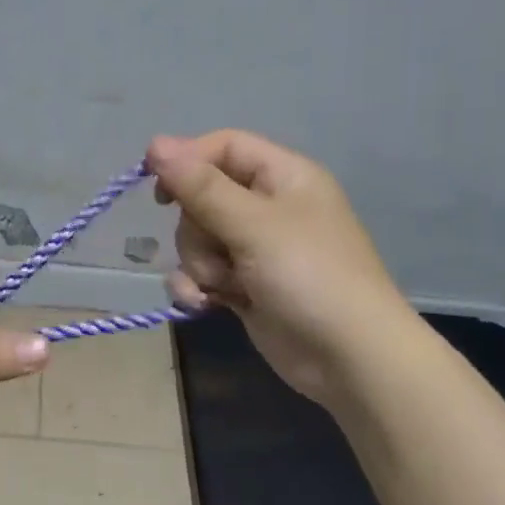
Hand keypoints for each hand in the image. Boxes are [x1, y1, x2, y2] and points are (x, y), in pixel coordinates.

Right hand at [148, 130, 408, 404]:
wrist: (349, 360)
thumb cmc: (309, 277)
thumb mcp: (253, 225)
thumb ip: (201, 186)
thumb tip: (155, 143)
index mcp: (284, 177)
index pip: (224, 147)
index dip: (187, 160)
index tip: (155, 185)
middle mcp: (268, 207)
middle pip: (202, 196)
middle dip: (196, 228)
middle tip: (217, 250)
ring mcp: (255, 249)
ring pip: (197, 238)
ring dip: (199, 263)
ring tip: (223, 286)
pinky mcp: (244, 285)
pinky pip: (202, 272)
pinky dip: (198, 287)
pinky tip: (205, 305)